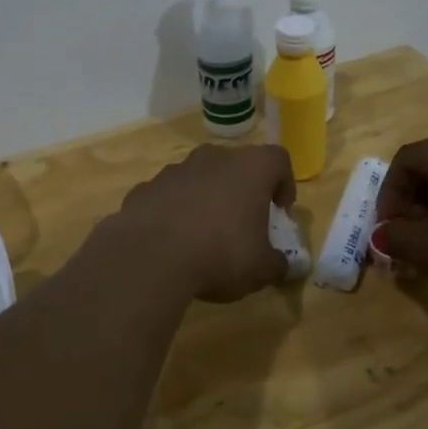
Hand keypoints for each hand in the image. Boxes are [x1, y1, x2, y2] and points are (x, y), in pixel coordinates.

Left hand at [112, 144, 295, 301]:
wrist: (150, 257)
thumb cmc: (220, 254)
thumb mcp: (260, 269)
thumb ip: (276, 264)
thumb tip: (281, 265)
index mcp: (249, 169)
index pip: (277, 159)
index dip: (283, 182)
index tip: (279, 210)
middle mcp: (212, 159)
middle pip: (235, 165)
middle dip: (241, 189)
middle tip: (243, 222)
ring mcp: (174, 171)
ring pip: (198, 177)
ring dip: (205, 198)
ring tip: (204, 234)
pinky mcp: (144, 188)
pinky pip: (167, 195)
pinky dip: (173, 211)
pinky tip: (172, 241)